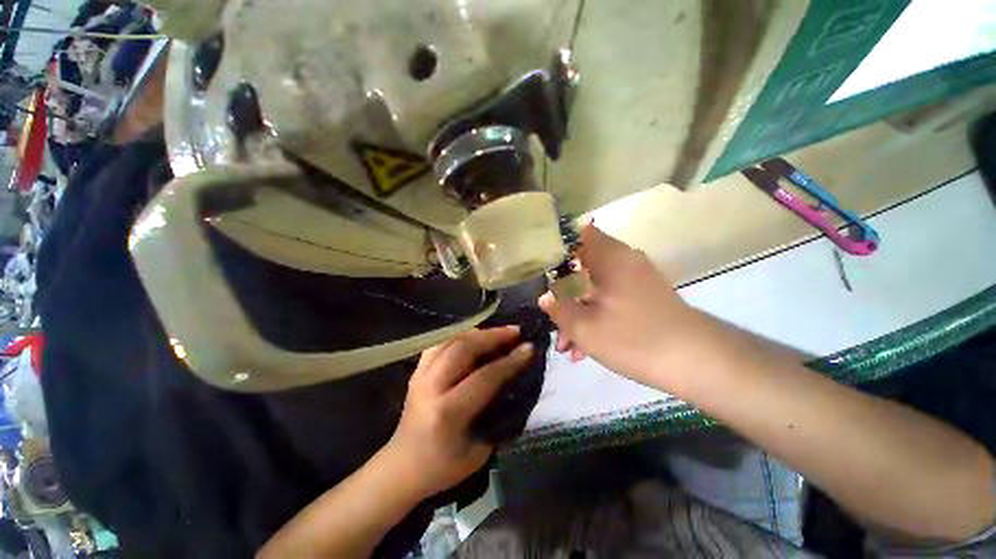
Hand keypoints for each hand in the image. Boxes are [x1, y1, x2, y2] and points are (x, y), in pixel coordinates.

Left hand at [385, 327, 533, 498]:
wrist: (401, 467)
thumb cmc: (441, 467)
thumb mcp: (478, 453)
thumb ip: (495, 417)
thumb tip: (513, 386)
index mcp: (447, 413)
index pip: (484, 378)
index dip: (509, 361)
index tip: (528, 347)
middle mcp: (431, 387)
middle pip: (463, 349)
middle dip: (493, 336)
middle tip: (515, 331)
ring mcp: (420, 376)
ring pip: (450, 340)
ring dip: (477, 332)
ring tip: (497, 331)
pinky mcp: (416, 371)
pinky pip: (439, 343)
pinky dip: (459, 335)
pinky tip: (473, 336)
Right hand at [540, 225, 704, 385]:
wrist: (699, 363)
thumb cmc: (634, 338)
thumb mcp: (585, 327)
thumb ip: (559, 309)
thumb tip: (545, 297)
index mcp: (610, 257)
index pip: (579, 234)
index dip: (557, 246)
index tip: (542, 266)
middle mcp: (624, 262)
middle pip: (583, 268)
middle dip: (563, 293)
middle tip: (552, 317)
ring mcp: (635, 280)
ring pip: (595, 289)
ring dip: (578, 312)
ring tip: (567, 346)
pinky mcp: (644, 298)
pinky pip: (610, 300)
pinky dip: (595, 317)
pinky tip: (585, 347)